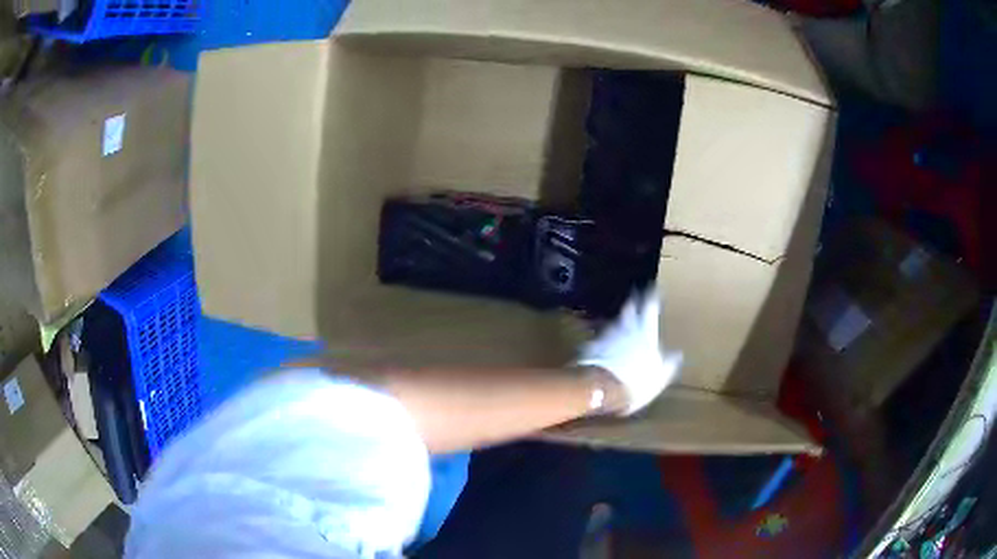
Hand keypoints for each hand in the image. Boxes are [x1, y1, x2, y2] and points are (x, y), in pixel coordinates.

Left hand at [575, 286, 681, 414]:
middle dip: (633, 301)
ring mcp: (607, 335)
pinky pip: (600, 337)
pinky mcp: (592, 345)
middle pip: (629, 308)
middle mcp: (626, 328)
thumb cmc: (636, 382)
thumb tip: (678, 354)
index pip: (650, 307)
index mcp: (645, 332)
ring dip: (619, 319)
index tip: (654, 287)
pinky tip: (605, 344)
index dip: (652, 295)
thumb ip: (669, 364)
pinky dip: (605, 338)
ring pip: (614, 321)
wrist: (604, 389)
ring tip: (622, 321)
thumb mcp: (660, 376)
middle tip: (635, 297)